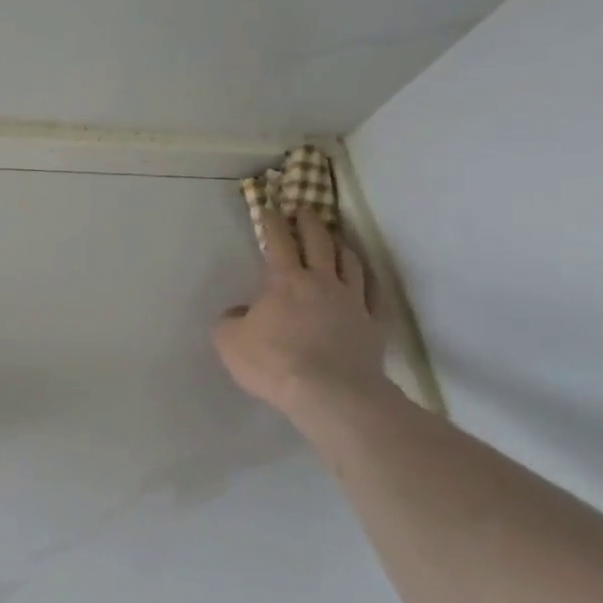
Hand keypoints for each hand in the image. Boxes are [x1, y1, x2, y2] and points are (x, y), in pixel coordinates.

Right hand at [213, 209, 390, 422]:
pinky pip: (373, 293)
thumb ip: (231, 320)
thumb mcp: (229, 340)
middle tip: (305, 210)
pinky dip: (366, 280)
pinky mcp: (373, 323)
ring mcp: (352, 301)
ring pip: (350, 261)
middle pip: (319, 241)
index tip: (269, 208)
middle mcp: (321, 280)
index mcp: (283, 280)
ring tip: (335, 239)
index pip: (278, 241)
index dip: (272, 222)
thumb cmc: (272, 362)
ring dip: (340, 245)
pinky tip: (364, 279)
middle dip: (310, 222)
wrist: (329, 393)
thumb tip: (241, 313)